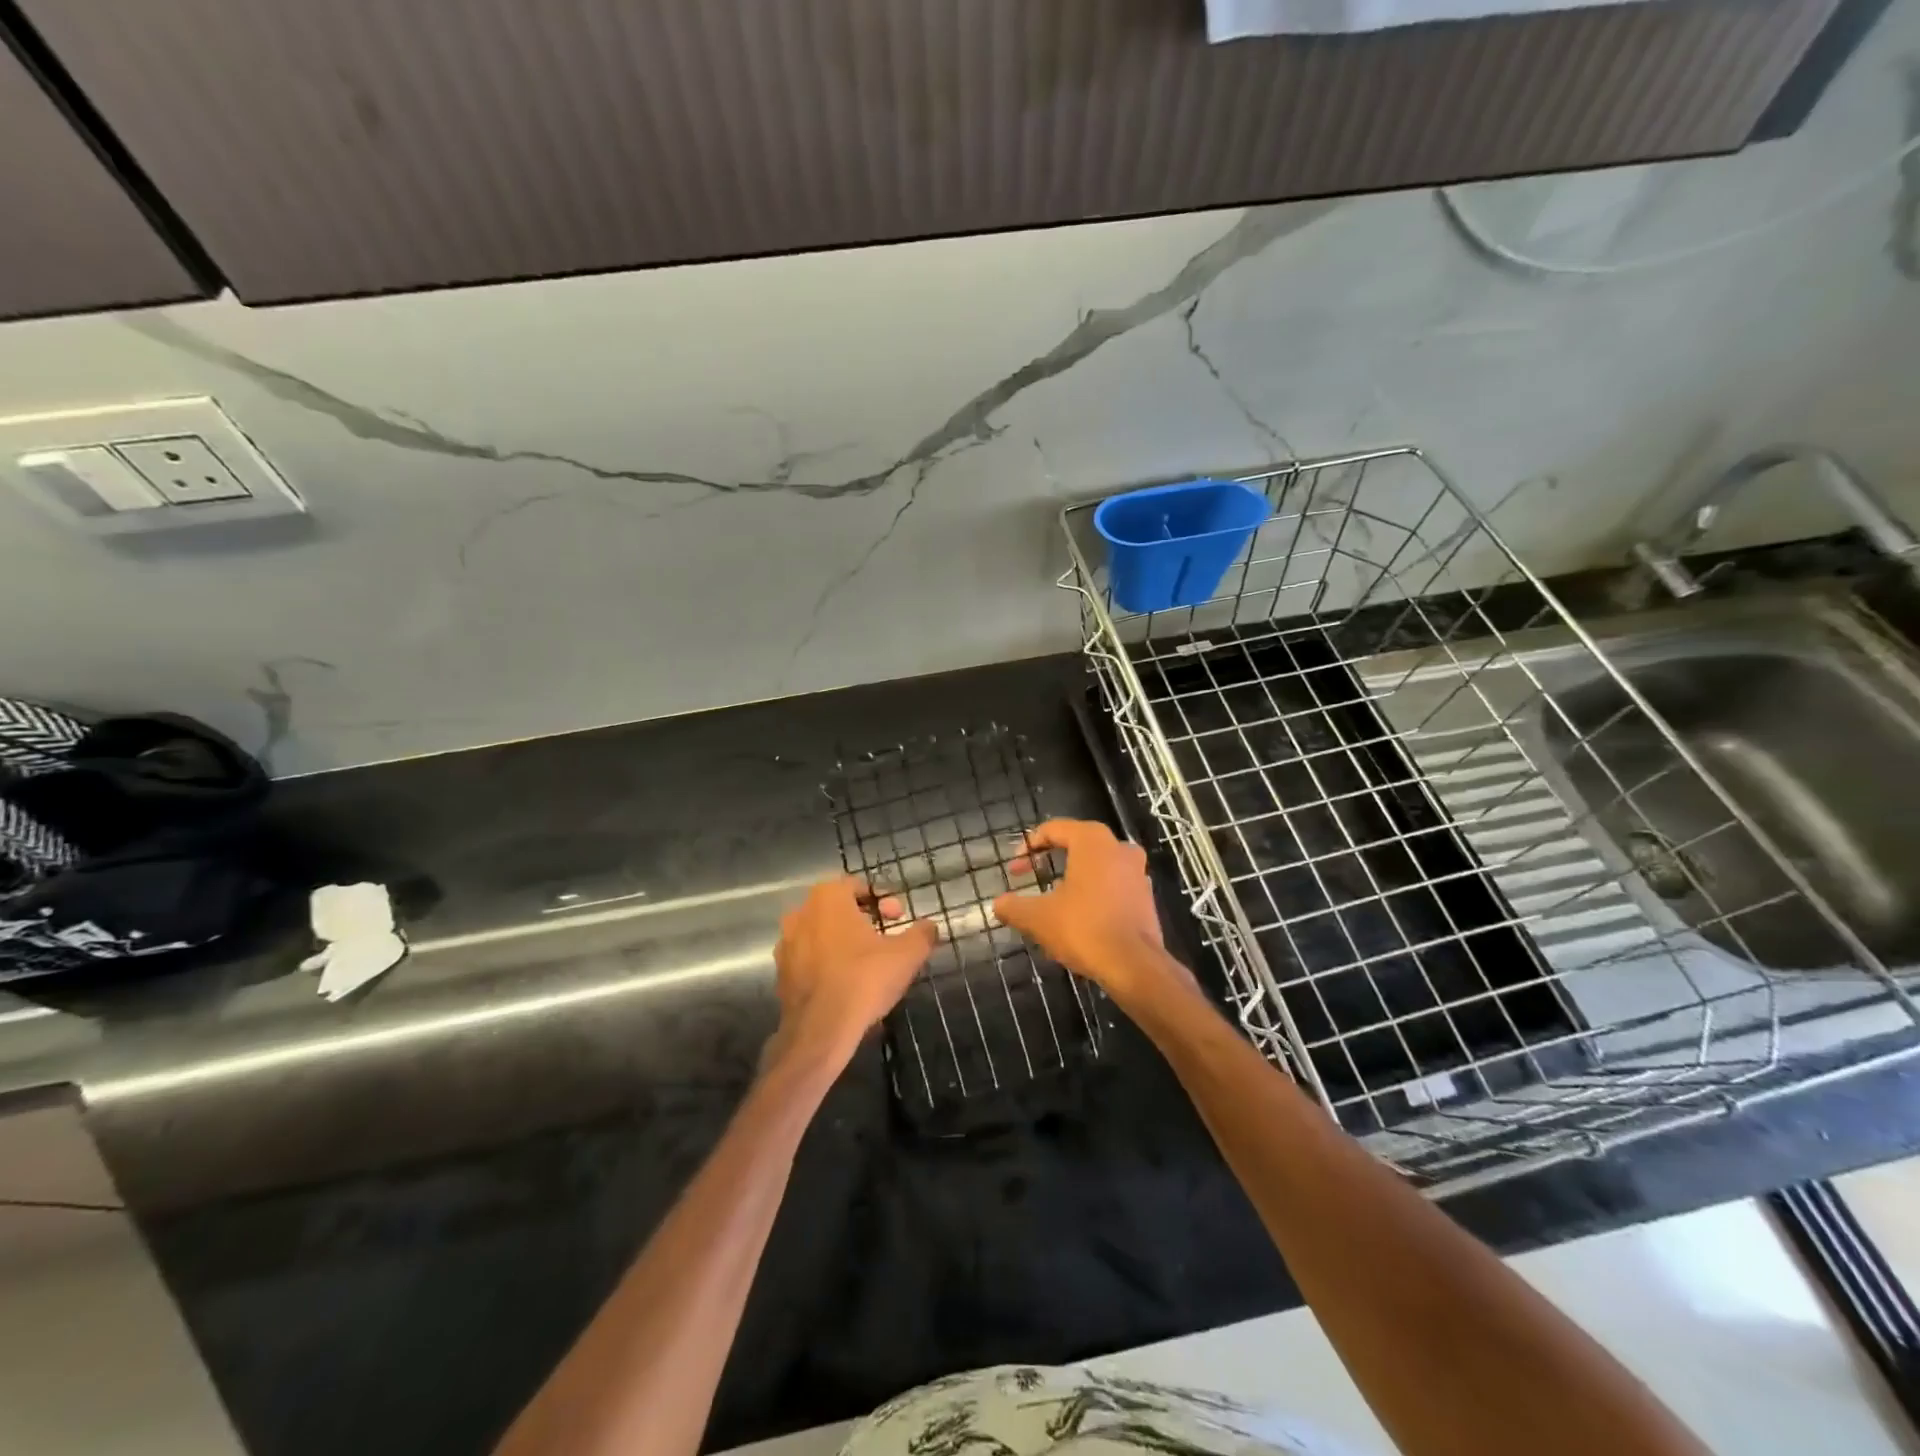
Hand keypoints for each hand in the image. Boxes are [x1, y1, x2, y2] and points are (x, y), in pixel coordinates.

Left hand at [768, 877, 936, 1069]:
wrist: (820, 1031)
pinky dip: (828, 962)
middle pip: (837, 908)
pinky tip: (848, 981)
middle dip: (864, 918)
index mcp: (827, 898)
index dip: (882, 898)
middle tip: (887, 936)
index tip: (898, 916)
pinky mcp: (781, 974)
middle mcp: (800, 913)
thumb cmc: (864, 979)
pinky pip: (810, 958)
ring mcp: (786, 945)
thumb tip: (930, 926)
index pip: (856, 885)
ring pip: (822, 933)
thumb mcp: (906, 955)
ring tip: (869, 960)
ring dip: (844, 941)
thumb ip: (921, 934)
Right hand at [992, 819, 1174, 998]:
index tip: (1014, 868)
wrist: (1134, 965)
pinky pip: (1112, 885)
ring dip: (1073, 877)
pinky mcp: (1145, 897)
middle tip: (1031, 876)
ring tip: (1052, 899)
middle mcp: (1119, 848)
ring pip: (1097, 866)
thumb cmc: (1083, 928)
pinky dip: (1093, 893)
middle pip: (1077, 844)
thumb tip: (997, 905)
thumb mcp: (1038, 918)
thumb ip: (1013, 907)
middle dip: (1050, 860)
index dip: (1029, 845)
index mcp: (1092, 841)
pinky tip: (1078, 916)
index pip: (1055, 829)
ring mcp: (1137, 872)